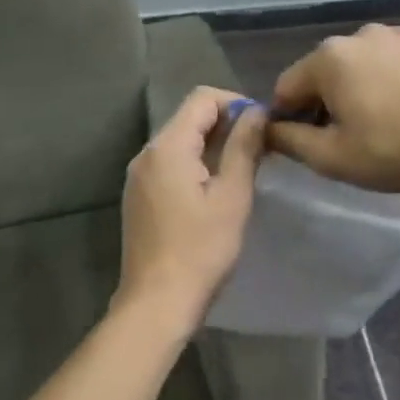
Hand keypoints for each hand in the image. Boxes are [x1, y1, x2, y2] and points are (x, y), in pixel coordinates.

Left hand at [116, 86, 265, 332]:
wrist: (157, 302)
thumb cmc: (201, 249)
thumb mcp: (232, 196)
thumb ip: (243, 147)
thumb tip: (257, 111)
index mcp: (167, 147)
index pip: (202, 98)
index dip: (236, 103)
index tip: (262, 128)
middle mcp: (146, 153)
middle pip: (188, 118)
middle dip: (226, 125)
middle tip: (259, 150)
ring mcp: (138, 176)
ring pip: (180, 143)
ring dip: (211, 147)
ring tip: (242, 171)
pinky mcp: (138, 197)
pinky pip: (169, 165)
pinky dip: (194, 165)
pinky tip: (214, 192)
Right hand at [269, 24, 399, 193]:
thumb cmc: (393, 150)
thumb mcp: (331, 157)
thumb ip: (288, 140)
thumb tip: (267, 130)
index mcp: (329, 57)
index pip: (287, 87)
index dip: (287, 118)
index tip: (301, 145)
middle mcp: (359, 35)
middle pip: (322, 73)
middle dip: (322, 103)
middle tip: (340, 141)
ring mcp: (397, 36)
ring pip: (357, 67)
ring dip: (354, 92)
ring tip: (375, 127)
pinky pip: (388, 64)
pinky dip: (384, 84)